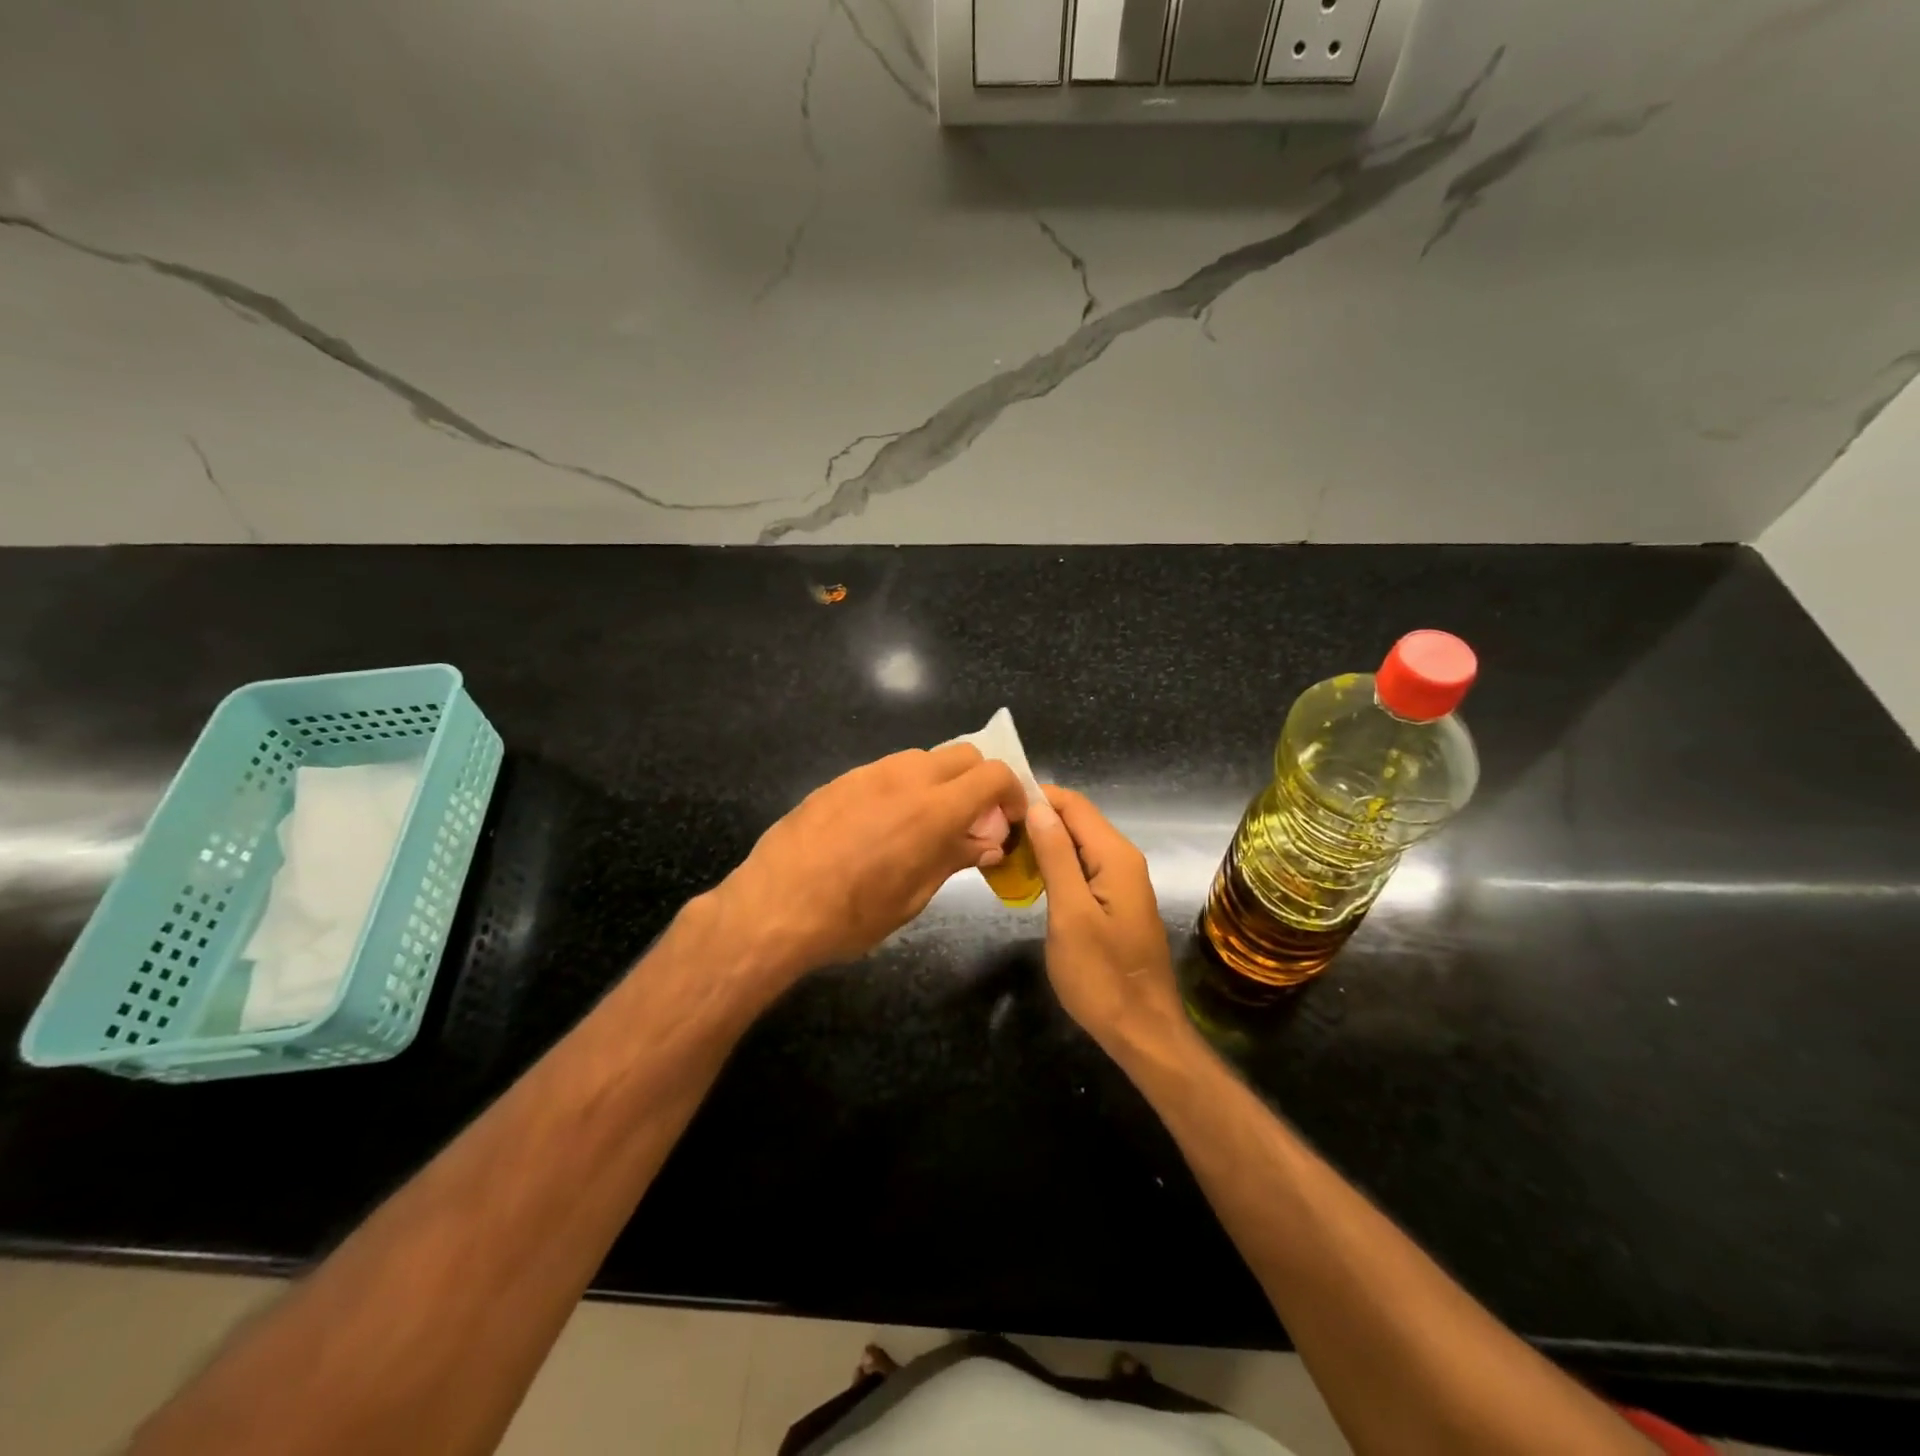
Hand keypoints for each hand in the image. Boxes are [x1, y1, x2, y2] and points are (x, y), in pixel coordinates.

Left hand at [711, 745, 1026, 984]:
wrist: (774, 906)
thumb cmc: (851, 915)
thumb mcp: (913, 896)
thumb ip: (955, 858)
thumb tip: (989, 842)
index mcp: (934, 809)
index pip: (994, 774)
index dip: (1012, 793)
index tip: (1008, 820)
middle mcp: (906, 777)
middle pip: (964, 755)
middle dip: (979, 781)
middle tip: (973, 821)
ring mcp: (869, 773)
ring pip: (924, 759)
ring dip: (941, 782)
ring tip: (927, 824)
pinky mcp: (841, 779)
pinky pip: (887, 771)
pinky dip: (904, 787)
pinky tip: (884, 826)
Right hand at [1023, 786, 1187, 1056]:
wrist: (1141, 1031)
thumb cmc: (1101, 975)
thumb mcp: (1070, 914)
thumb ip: (1056, 857)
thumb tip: (1038, 807)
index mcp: (1115, 856)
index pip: (1073, 804)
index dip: (1036, 797)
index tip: (996, 805)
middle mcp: (1123, 859)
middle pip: (1077, 821)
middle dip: (1037, 819)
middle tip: (993, 832)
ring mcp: (1121, 881)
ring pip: (1078, 844)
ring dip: (1043, 843)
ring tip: (1003, 852)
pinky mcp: (1115, 901)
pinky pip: (1083, 867)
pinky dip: (1055, 865)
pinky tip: (1030, 877)